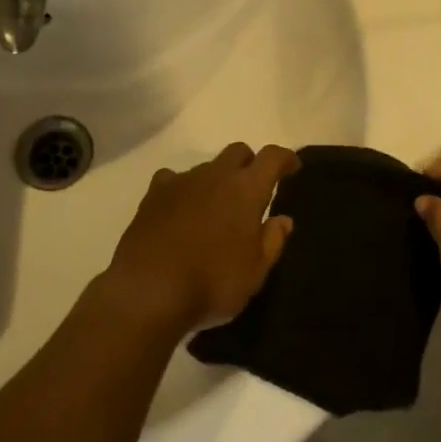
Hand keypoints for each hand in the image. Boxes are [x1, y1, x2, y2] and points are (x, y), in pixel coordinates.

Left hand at [104, 143, 297, 332]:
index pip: (272, 158)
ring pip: (206, 166)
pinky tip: (180, 210)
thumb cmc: (212, 282)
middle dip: (249, 164)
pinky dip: (182, 189)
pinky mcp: (153, 195)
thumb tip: (283, 220)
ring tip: (214, 209)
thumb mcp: (255, 272)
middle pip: (237, 151)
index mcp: (246, 190)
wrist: (148, 289)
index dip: (285, 159)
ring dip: (216, 180)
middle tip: (252, 191)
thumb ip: (272, 241)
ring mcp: (181, 182)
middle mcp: (215, 175)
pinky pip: (173, 179)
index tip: (291, 168)